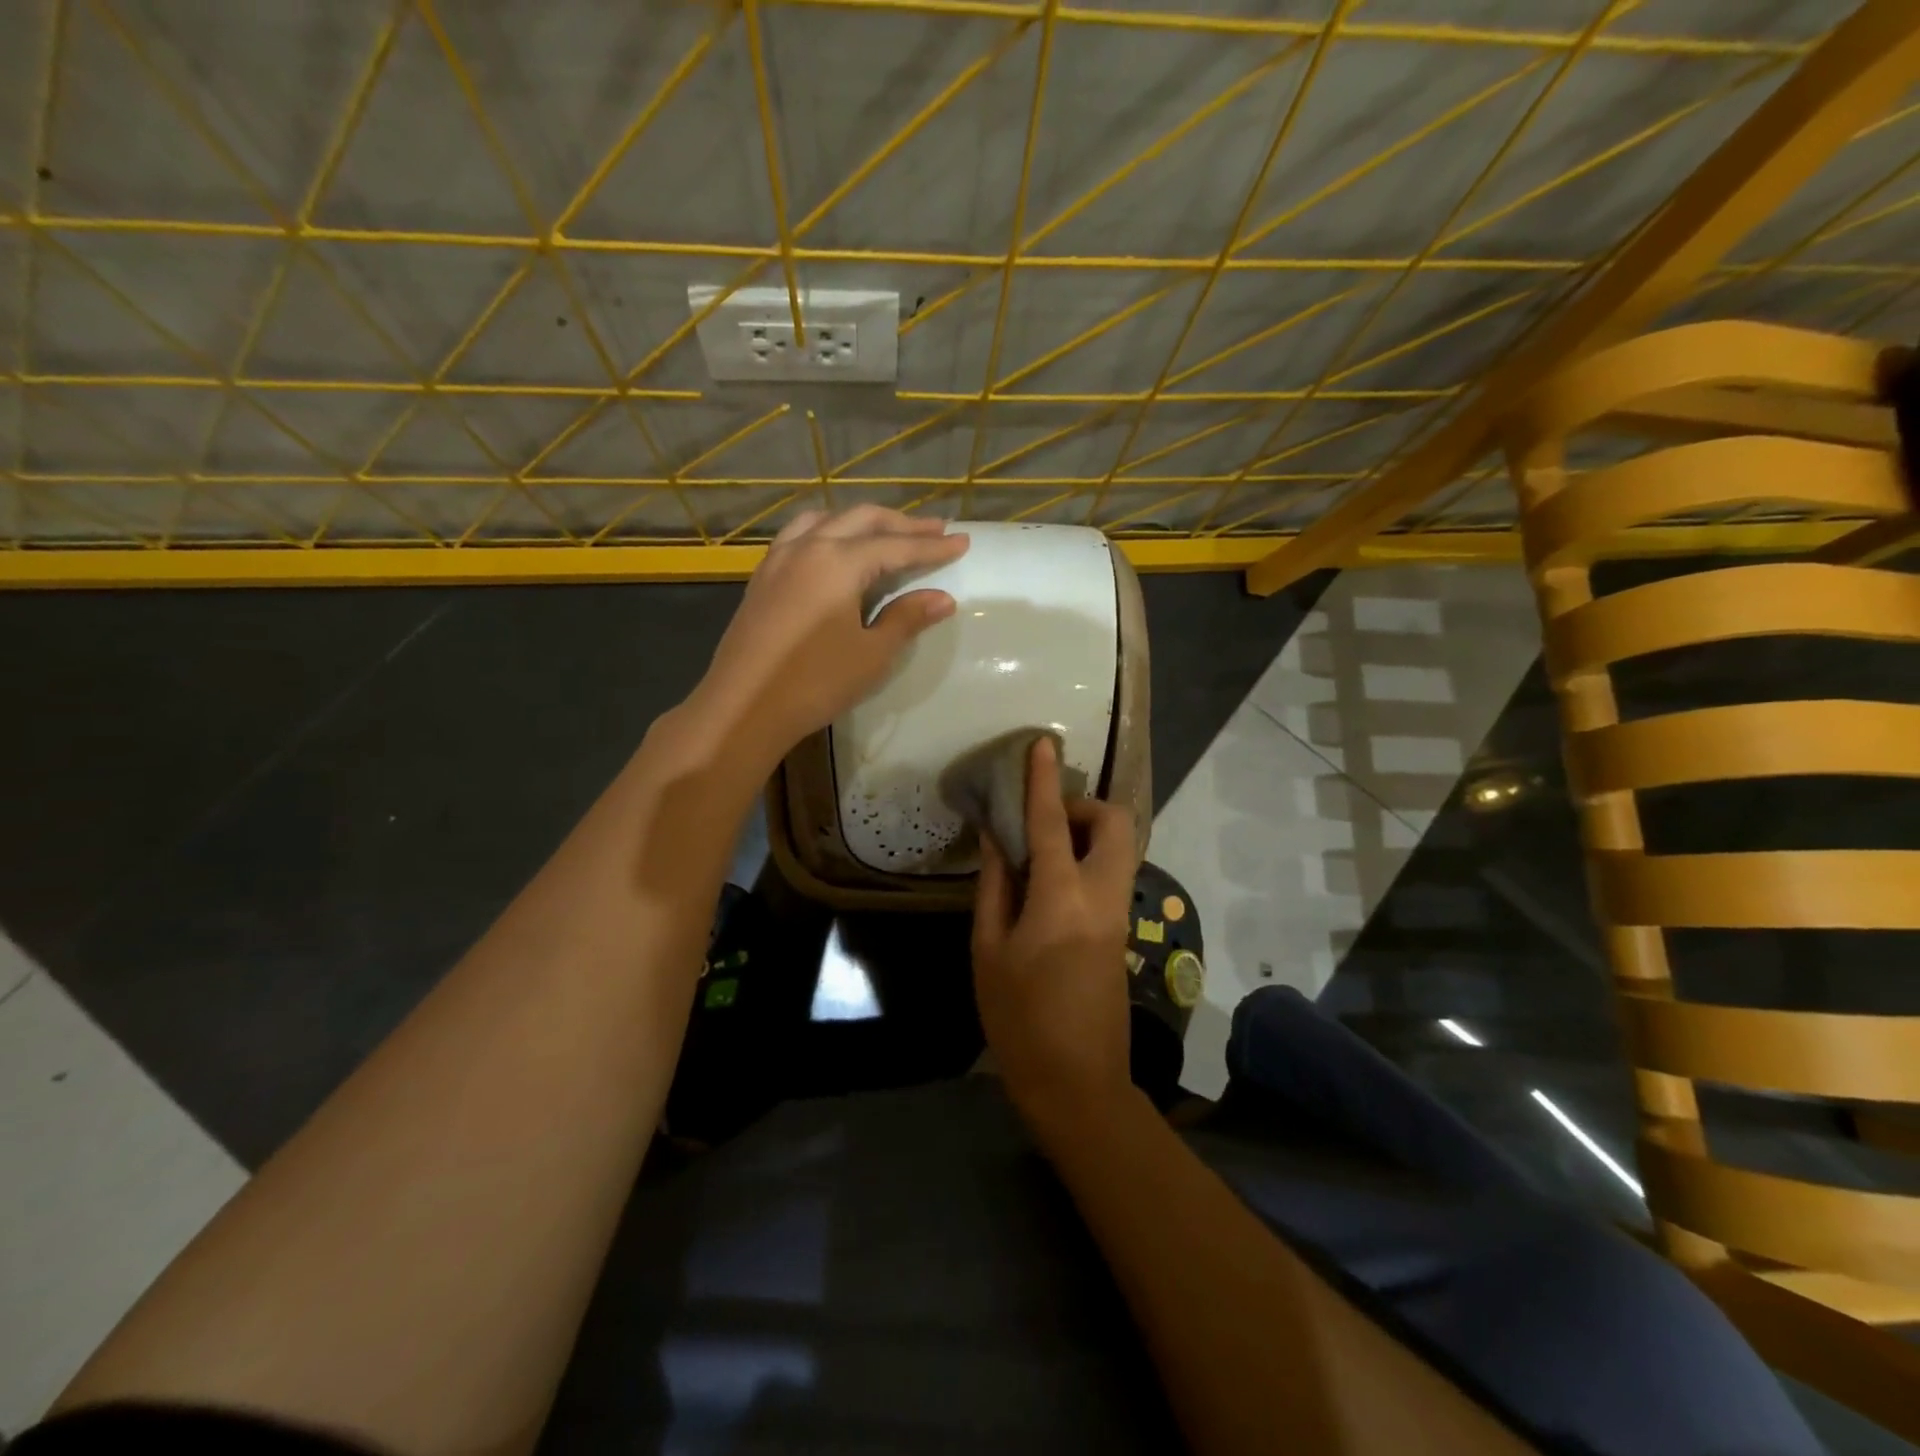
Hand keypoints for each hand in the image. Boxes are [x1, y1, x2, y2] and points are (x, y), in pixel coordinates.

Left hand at [694, 506, 968, 762]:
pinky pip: (800, 535)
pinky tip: (834, 549)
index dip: (932, 546)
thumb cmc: (815, 682)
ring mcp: (779, 559)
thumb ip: (907, 618)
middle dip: (901, 524)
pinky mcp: (762, 577)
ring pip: (826, 520)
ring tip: (886, 532)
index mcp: (838, 561)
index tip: (962, 541)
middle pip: (861, 520)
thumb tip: (942, 598)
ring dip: (861, 522)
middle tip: (934, 529)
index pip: (896, 546)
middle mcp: (807, 546)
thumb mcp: (872, 654)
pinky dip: (828, 531)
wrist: (743, 707)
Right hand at [973, 736, 1139, 1144]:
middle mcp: (1102, 896)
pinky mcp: (1123, 931)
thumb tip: (996, 838)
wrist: (1078, 1083)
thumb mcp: (989, 950)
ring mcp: (1120, 914)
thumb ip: (995, 886)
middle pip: (1115, 824)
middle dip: (1083, 806)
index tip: (1043, 744)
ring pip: (1120, 847)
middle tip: (1041, 821)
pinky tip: (1050, 881)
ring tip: (1040, 850)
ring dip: (1086, 831)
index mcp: (1062, 899)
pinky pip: (1112, 873)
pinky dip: (1087, 858)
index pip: (1052, 823)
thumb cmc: (1019, 1019)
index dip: (1044, 780)